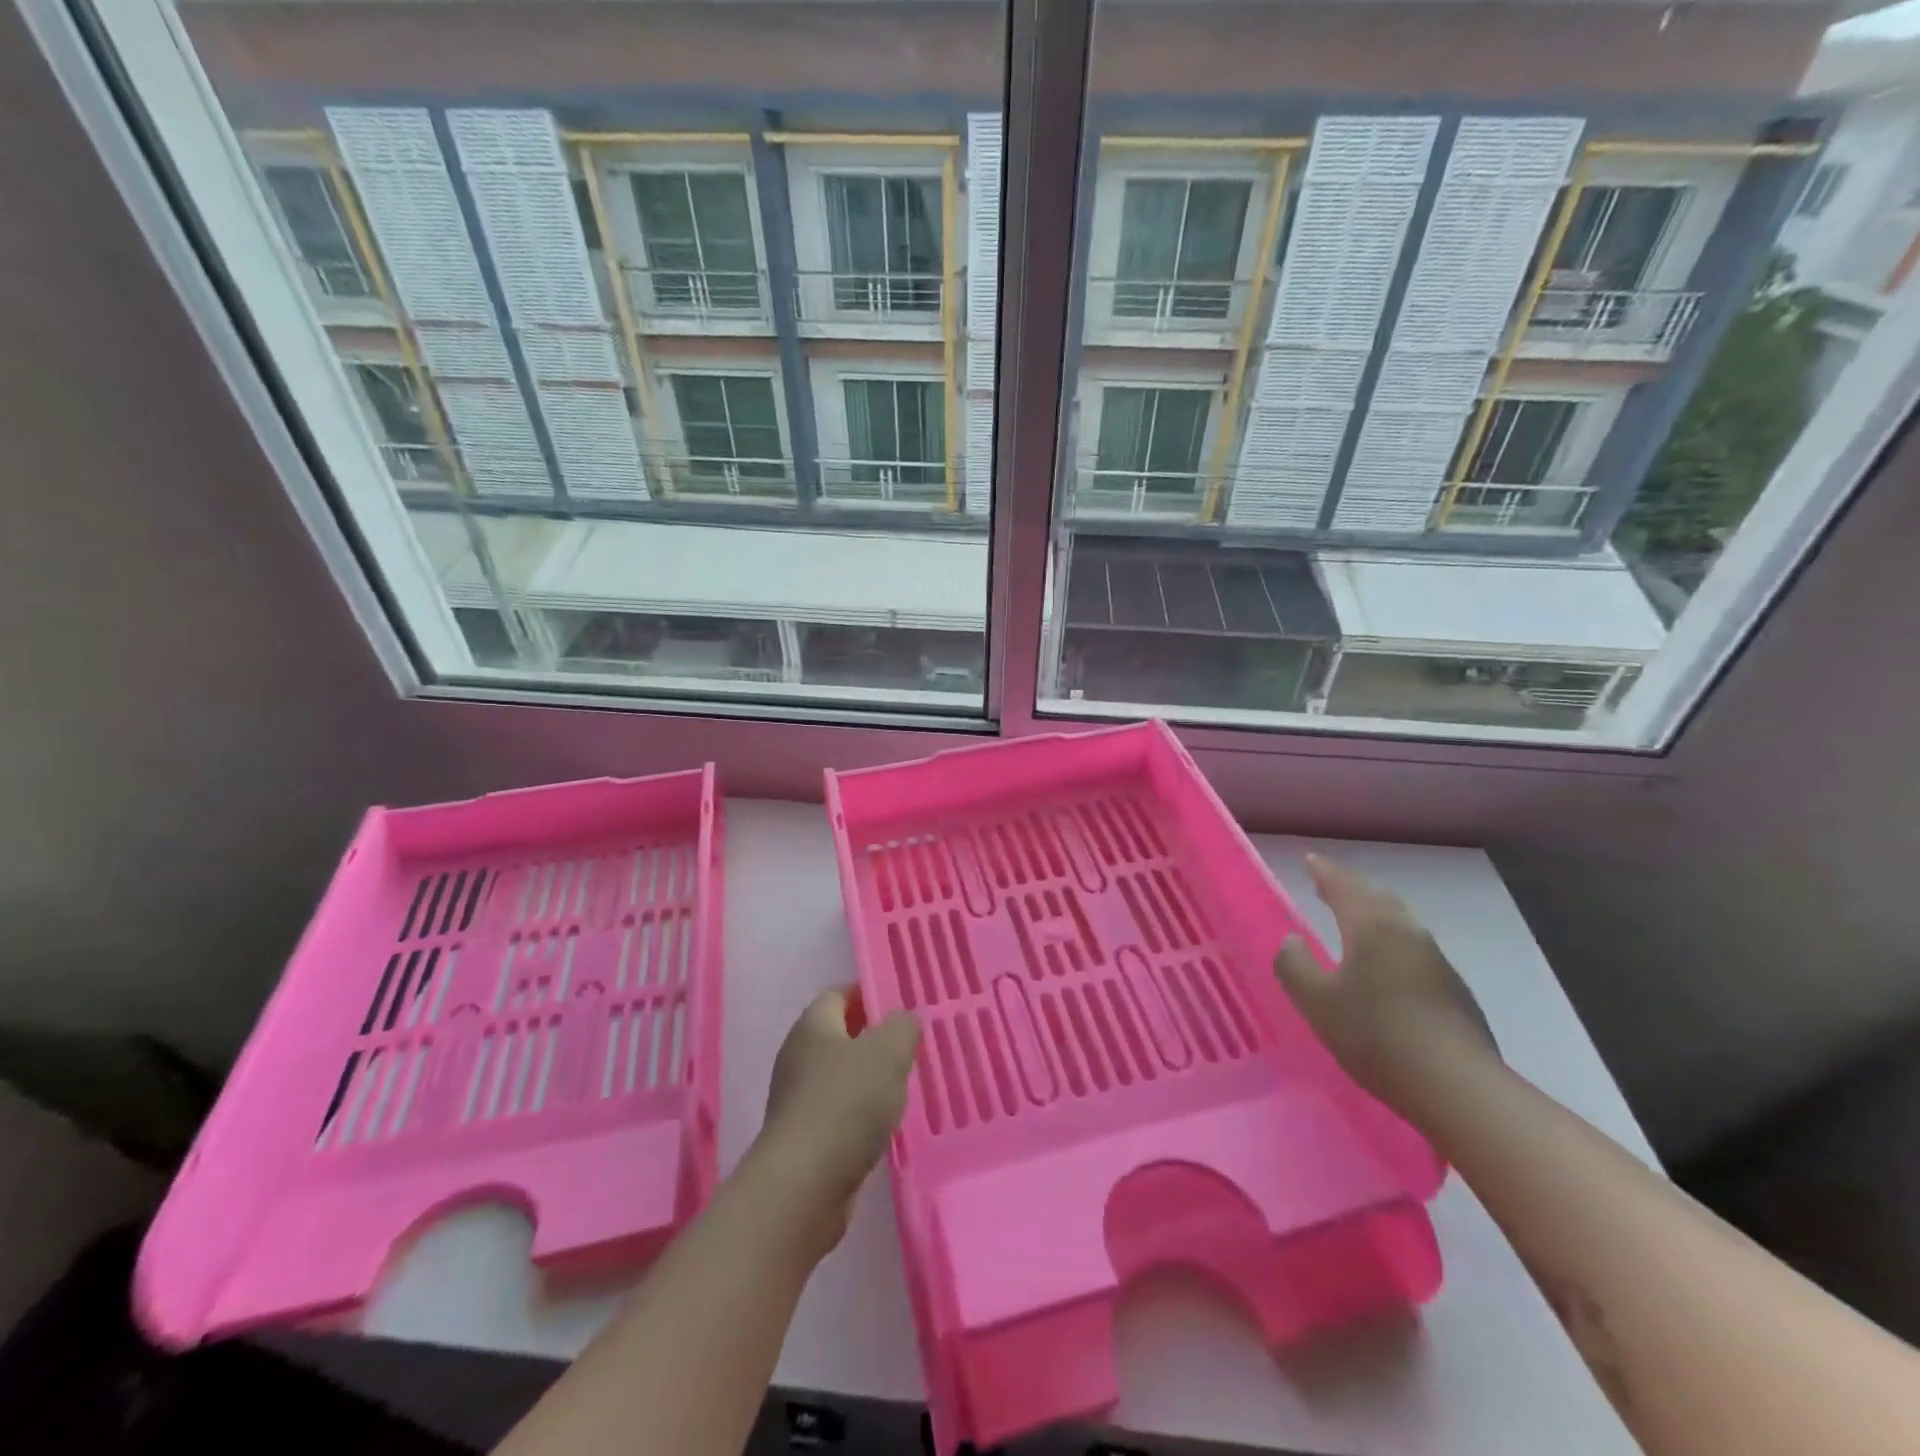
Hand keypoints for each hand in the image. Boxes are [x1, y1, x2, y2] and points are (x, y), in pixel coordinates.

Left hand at [749, 989, 919, 1258]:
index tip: (900, 1004)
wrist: (803, 1187)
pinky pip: (838, 1112)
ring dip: (869, 1079)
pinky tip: (885, 1126)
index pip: (838, 994)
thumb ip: (901, 1027)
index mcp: (812, 1026)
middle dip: (873, 1038)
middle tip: (910, 1046)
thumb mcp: (888, 1053)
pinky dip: (860, 1114)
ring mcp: (797, 1100)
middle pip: (839, 1035)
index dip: (867, 994)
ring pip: (840, 1076)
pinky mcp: (804, 1139)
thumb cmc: (845, 1105)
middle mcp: (798, 1057)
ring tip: (905, 1086)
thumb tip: (903, 1020)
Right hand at [1274, 854, 1498, 1113]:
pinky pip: (1412, 948)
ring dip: (1374, 914)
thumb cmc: (1376, 1035)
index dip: (1324, 873)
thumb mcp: (1316, 1002)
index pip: (1343, 887)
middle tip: (1329, 885)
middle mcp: (1407, 933)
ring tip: (1355, 919)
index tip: (1310, 860)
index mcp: (1372, 927)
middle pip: (1376, 899)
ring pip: (1399, 922)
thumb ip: (1294, 965)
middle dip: (1351, 889)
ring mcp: (1436, 961)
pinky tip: (1385, 965)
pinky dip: (1391, 942)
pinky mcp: (1453, 990)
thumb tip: (1291, 940)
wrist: (1458, 1087)